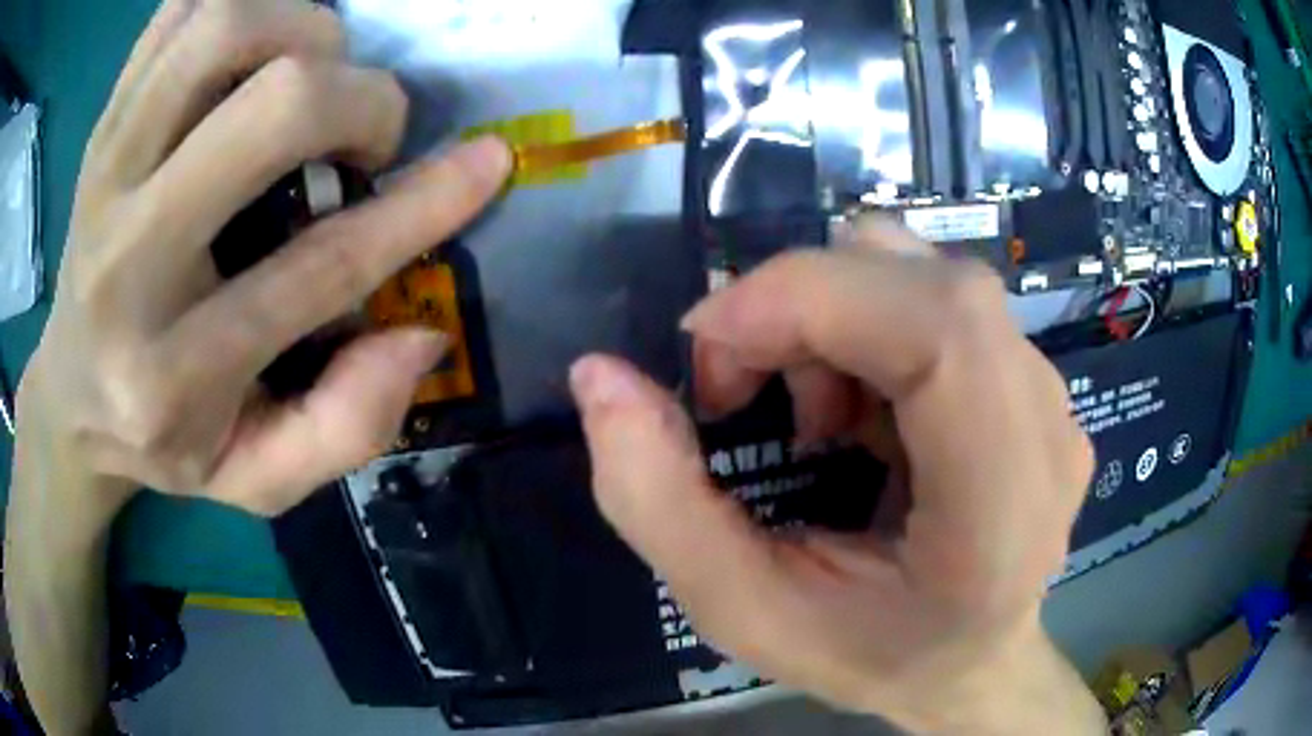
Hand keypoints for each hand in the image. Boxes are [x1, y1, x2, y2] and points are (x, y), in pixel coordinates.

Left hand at [20, 0, 509, 513]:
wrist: (69, 395)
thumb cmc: (160, 441)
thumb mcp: (255, 479)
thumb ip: (345, 428)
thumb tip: (421, 337)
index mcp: (173, 371)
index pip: (317, 267)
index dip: (422, 206)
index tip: (489, 162)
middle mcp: (127, 258)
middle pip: (270, 104)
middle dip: (354, 99)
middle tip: (361, 132)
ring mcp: (105, 170)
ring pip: (222, 30)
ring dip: (299, 29)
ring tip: (309, 73)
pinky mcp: (102, 122)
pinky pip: (176, 13)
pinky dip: (233, 2)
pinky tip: (252, 45)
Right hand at [568, 222, 1103, 733]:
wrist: (974, 663)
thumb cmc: (873, 655)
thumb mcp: (744, 613)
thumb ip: (655, 502)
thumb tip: (599, 376)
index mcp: (1002, 502)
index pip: (938, 325)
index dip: (807, 298)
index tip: (707, 346)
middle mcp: (1045, 426)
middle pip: (925, 280)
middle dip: (803, 305)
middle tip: (743, 389)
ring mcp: (1051, 396)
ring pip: (926, 276)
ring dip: (835, 318)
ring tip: (812, 416)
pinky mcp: (1033, 381)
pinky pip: (938, 302)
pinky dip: (869, 329)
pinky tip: (860, 414)